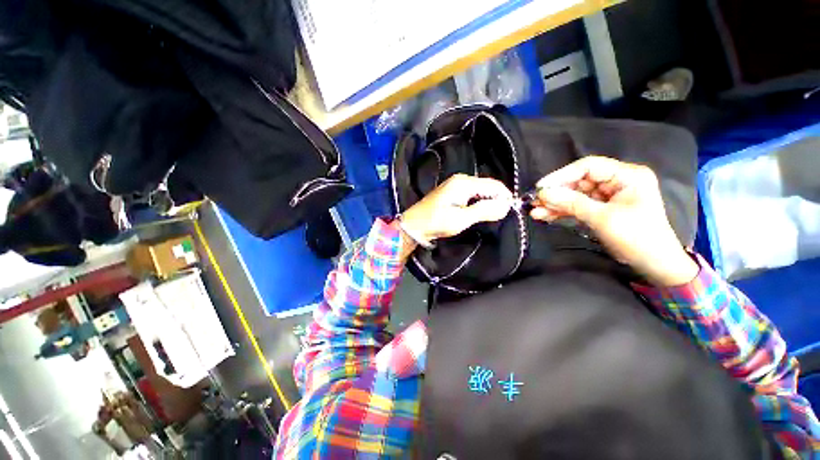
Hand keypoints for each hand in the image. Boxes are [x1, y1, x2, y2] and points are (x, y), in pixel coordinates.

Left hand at [400, 173, 512, 246]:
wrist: (414, 225)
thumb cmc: (436, 222)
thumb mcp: (462, 219)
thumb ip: (484, 211)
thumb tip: (506, 206)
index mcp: (464, 183)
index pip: (494, 185)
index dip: (505, 197)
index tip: (510, 212)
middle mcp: (461, 179)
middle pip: (488, 186)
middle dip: (497, 200)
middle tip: (499, 216)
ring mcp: (455, 185)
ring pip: (481, 191)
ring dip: (488, 202)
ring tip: (490, 216)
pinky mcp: (452, 192)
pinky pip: (472, 194)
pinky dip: (478, 203)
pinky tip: (478, 212)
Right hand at [531, 156, 697, 286]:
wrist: (653, 264)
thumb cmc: (636, 238)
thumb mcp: (603, 218)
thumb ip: (572, 203)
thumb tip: (543, 194)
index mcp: (627, 176)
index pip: (588, 167)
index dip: (562, 175)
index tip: (541, 187)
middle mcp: (616, 182)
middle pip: (578, 182)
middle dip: (555, 193)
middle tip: (534, 202)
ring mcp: (607, 196)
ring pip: (574, 195)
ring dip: (554, 204)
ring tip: (535, 212)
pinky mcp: (599, 209)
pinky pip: (576, 206)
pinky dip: (561, 212)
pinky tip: (544, 216)